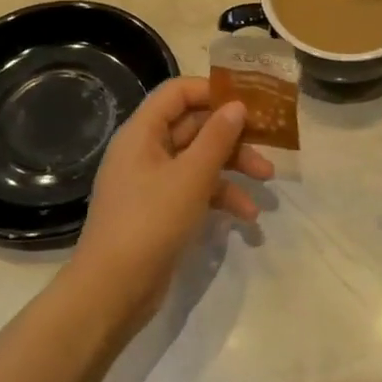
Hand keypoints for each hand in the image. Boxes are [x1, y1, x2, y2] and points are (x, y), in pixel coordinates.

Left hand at [68, 77, 274, 329]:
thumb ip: (217, 137)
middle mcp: (145, 151)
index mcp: (142, 132)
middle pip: (194, 126)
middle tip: (269, 143)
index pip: (178, 93)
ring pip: (199, 159)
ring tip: (267, 180)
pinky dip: (221, 197)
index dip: (212, 90)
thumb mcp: (191, 176)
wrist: (113, 290)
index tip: (248, 101)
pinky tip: (247, 216)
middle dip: (232, 135)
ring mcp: (152, 182)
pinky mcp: (161, 210)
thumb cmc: (151, 222)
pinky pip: (195, 189)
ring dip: (233, 167)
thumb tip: (236, 105)